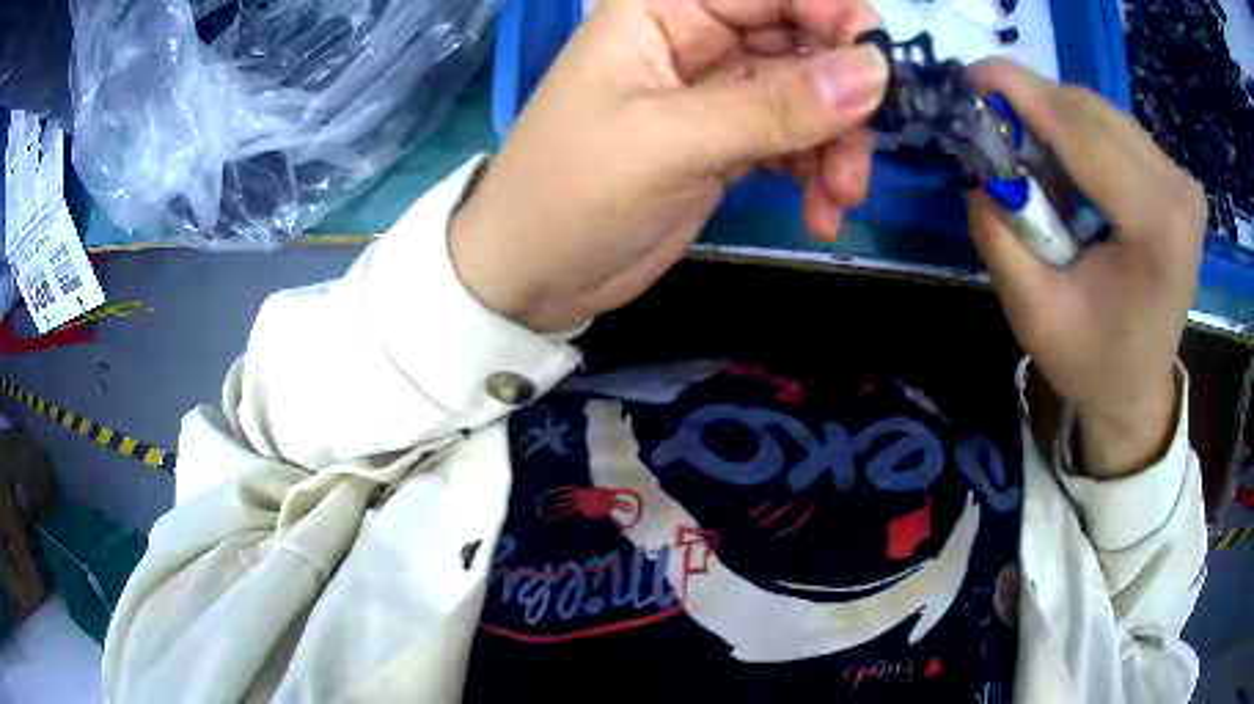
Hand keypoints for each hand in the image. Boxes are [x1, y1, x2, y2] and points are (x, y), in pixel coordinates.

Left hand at [451, 0, 884, 331]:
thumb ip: (775, 106)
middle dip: (843, 98)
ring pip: (810, 95)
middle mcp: (696, 35)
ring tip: (839, 199)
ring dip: (837, 146)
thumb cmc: (572, 193)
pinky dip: (817, 173)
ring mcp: (718, 90)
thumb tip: (875, 73)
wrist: (532, 276)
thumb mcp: (669, 142)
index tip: (878, 75)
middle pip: (804, 39)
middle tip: (856, 160)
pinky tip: (821, 214)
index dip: (836, 17)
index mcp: (665, 8)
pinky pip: (797, 140)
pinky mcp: (730, 140)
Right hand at [967, 61, 1205, 475]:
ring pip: (1101, 112)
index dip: (1023, 94)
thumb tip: (980, 176)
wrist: (1138, 388)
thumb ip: (1001, 240)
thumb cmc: (1093, 364)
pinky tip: (1064, 163)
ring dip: (1054, 119)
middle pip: (1092, 112)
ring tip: (1028, 154)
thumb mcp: (1035, 317)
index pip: (1084, 133)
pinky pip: (1115, 128)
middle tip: (989, 119)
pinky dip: (1078, 132)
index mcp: (1157, 228)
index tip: (970, 74)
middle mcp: (1178, 191)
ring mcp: (1182, 182)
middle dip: (1033, 104)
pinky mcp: (1177, 180)